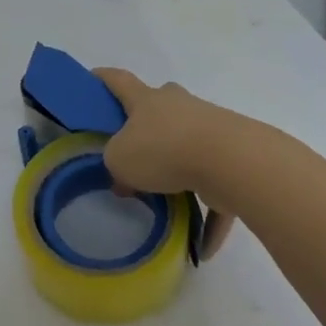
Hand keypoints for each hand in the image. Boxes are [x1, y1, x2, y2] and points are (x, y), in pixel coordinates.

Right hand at [95, 68, 239, 259]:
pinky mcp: (234, 158)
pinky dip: (211, 214)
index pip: (119, 81)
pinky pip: (218, 188)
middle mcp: (179, 106)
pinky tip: (204, 248)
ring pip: (189, 146)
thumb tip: (126, 177)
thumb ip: (116, 164)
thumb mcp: (120, 160)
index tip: (91, 78)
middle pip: (159, 108)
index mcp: (147, 100)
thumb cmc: (163, 150)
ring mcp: (211, 129)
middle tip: (135, 150)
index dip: (103, 79)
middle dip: (148, 125)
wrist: (230, 161)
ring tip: (167, 204)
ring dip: (179, 172)